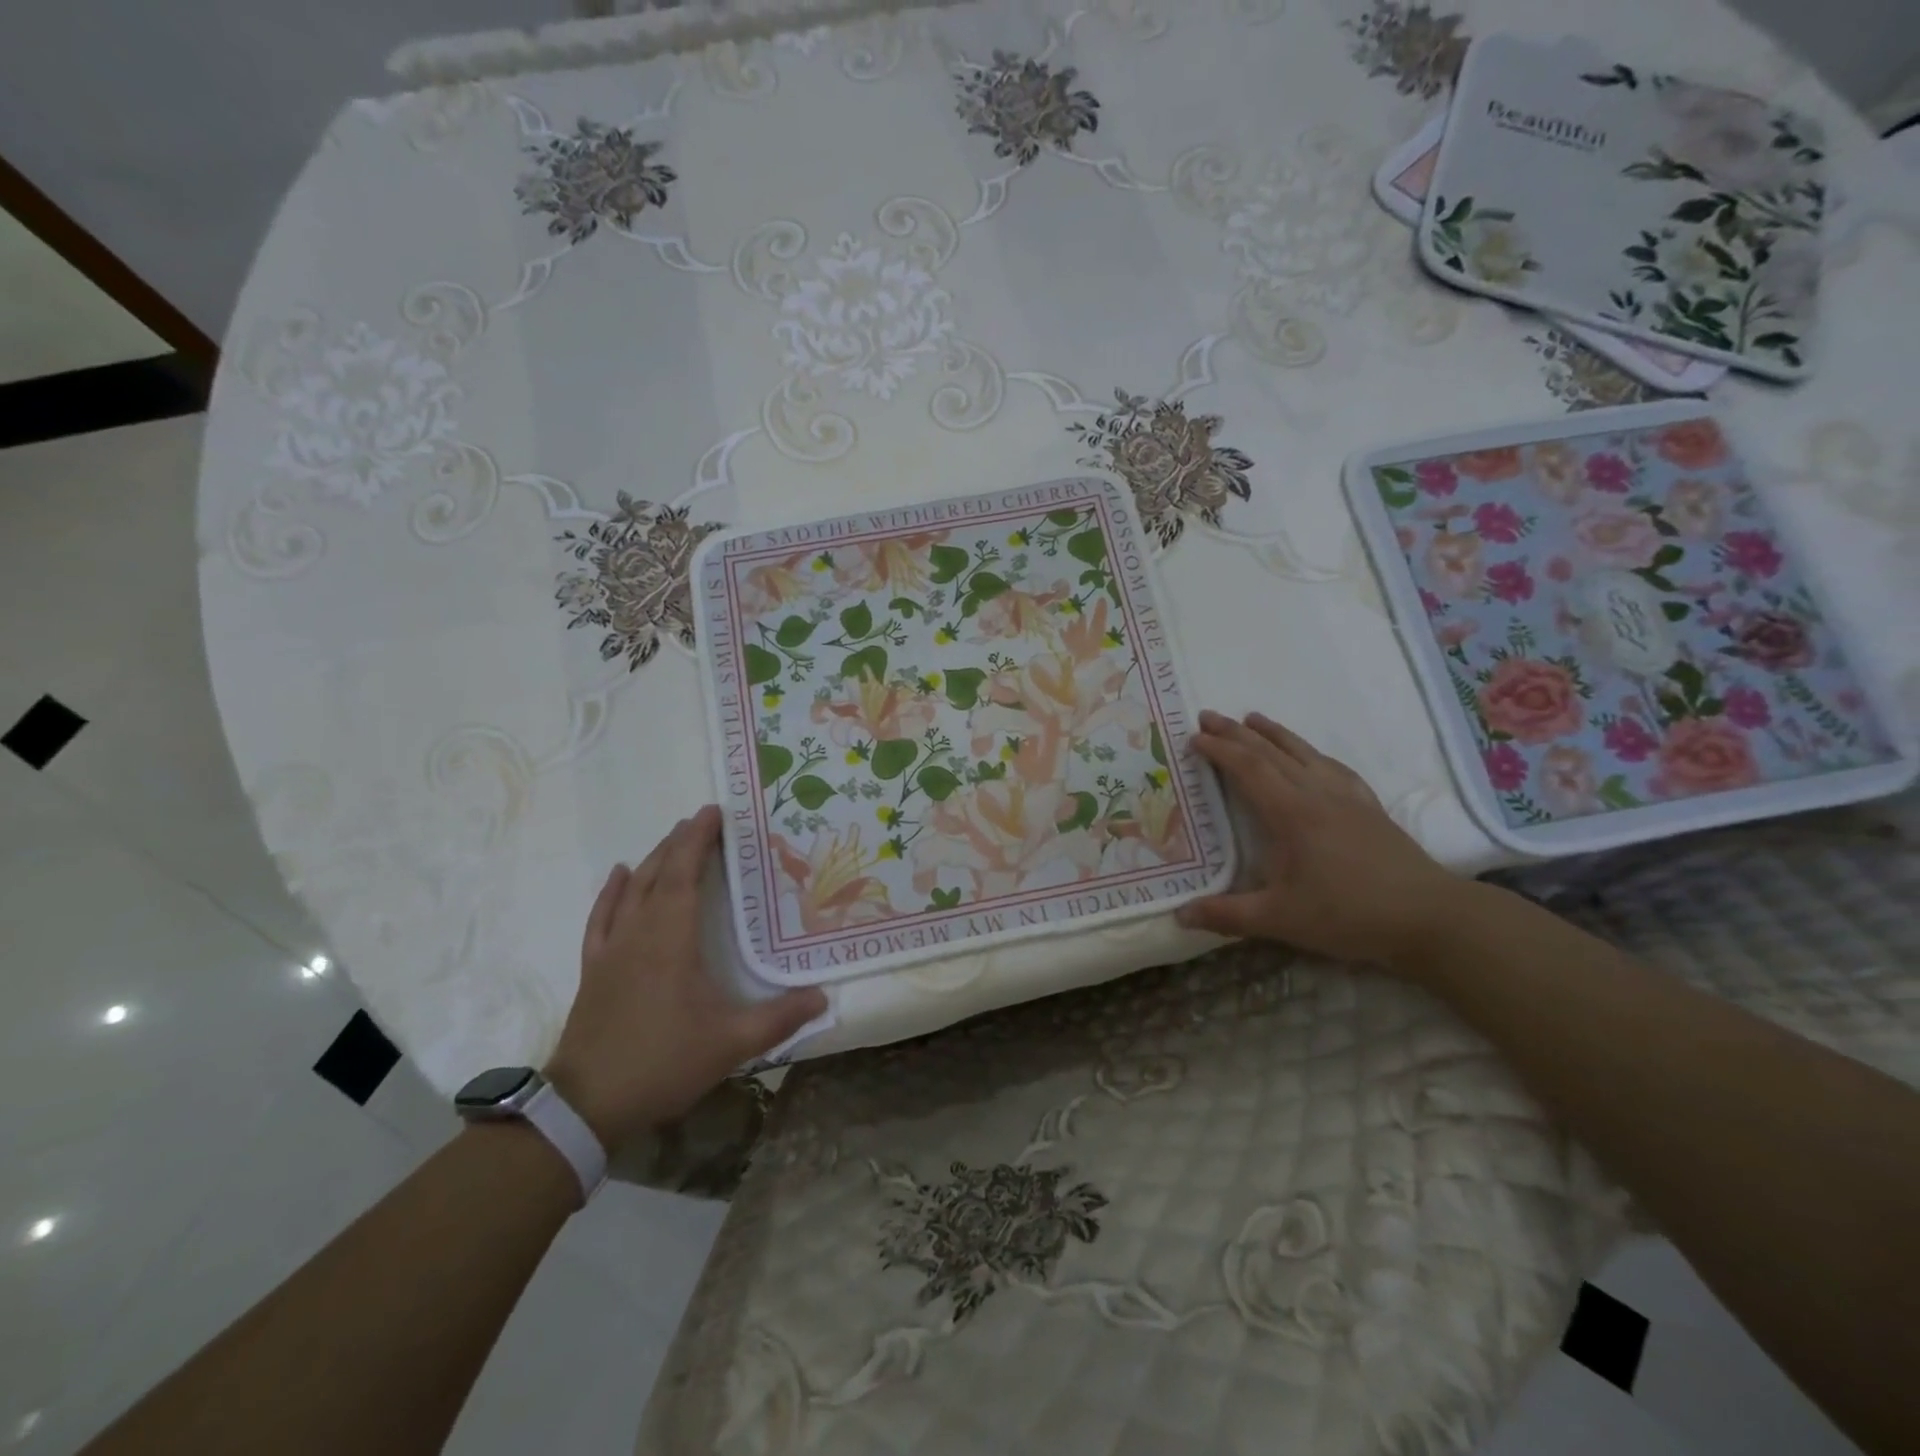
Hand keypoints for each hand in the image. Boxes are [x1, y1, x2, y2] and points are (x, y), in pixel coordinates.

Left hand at [544, 806, 825, 1149]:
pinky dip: (611, 893)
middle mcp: (640, 933)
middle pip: (659, 874)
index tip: (715, 811)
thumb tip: (823, 997)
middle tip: (703, 820)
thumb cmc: (662, 1062)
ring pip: (631, 890)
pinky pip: (602, 918)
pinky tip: (619, 876)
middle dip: (680, 842)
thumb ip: (780, 1018)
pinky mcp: (594, 969)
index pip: (686, 874)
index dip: (699, 839)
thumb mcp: (731, 1043)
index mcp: (672, 939)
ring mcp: (612, 950)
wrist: (586, 1104)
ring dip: (653, 860)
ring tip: (672, 839)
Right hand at [1176, 711, 1459, 965]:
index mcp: (1291, 813)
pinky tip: (1311, 756)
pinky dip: (1311, 753)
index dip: (1218, 750)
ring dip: (1274, 733)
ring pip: (1304, 753)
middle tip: (1208, 716)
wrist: (1429, 917)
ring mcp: (1347, 797)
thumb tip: (1180, 915)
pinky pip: (1333, 767)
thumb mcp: (1280, 920)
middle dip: (1236, 732)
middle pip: (1271, 752)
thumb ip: (1227, 915)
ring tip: (1252, 718)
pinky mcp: (1369, 807)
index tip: (1193, 738)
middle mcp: (1317, 794)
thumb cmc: (1349, 915)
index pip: (1248, 769)